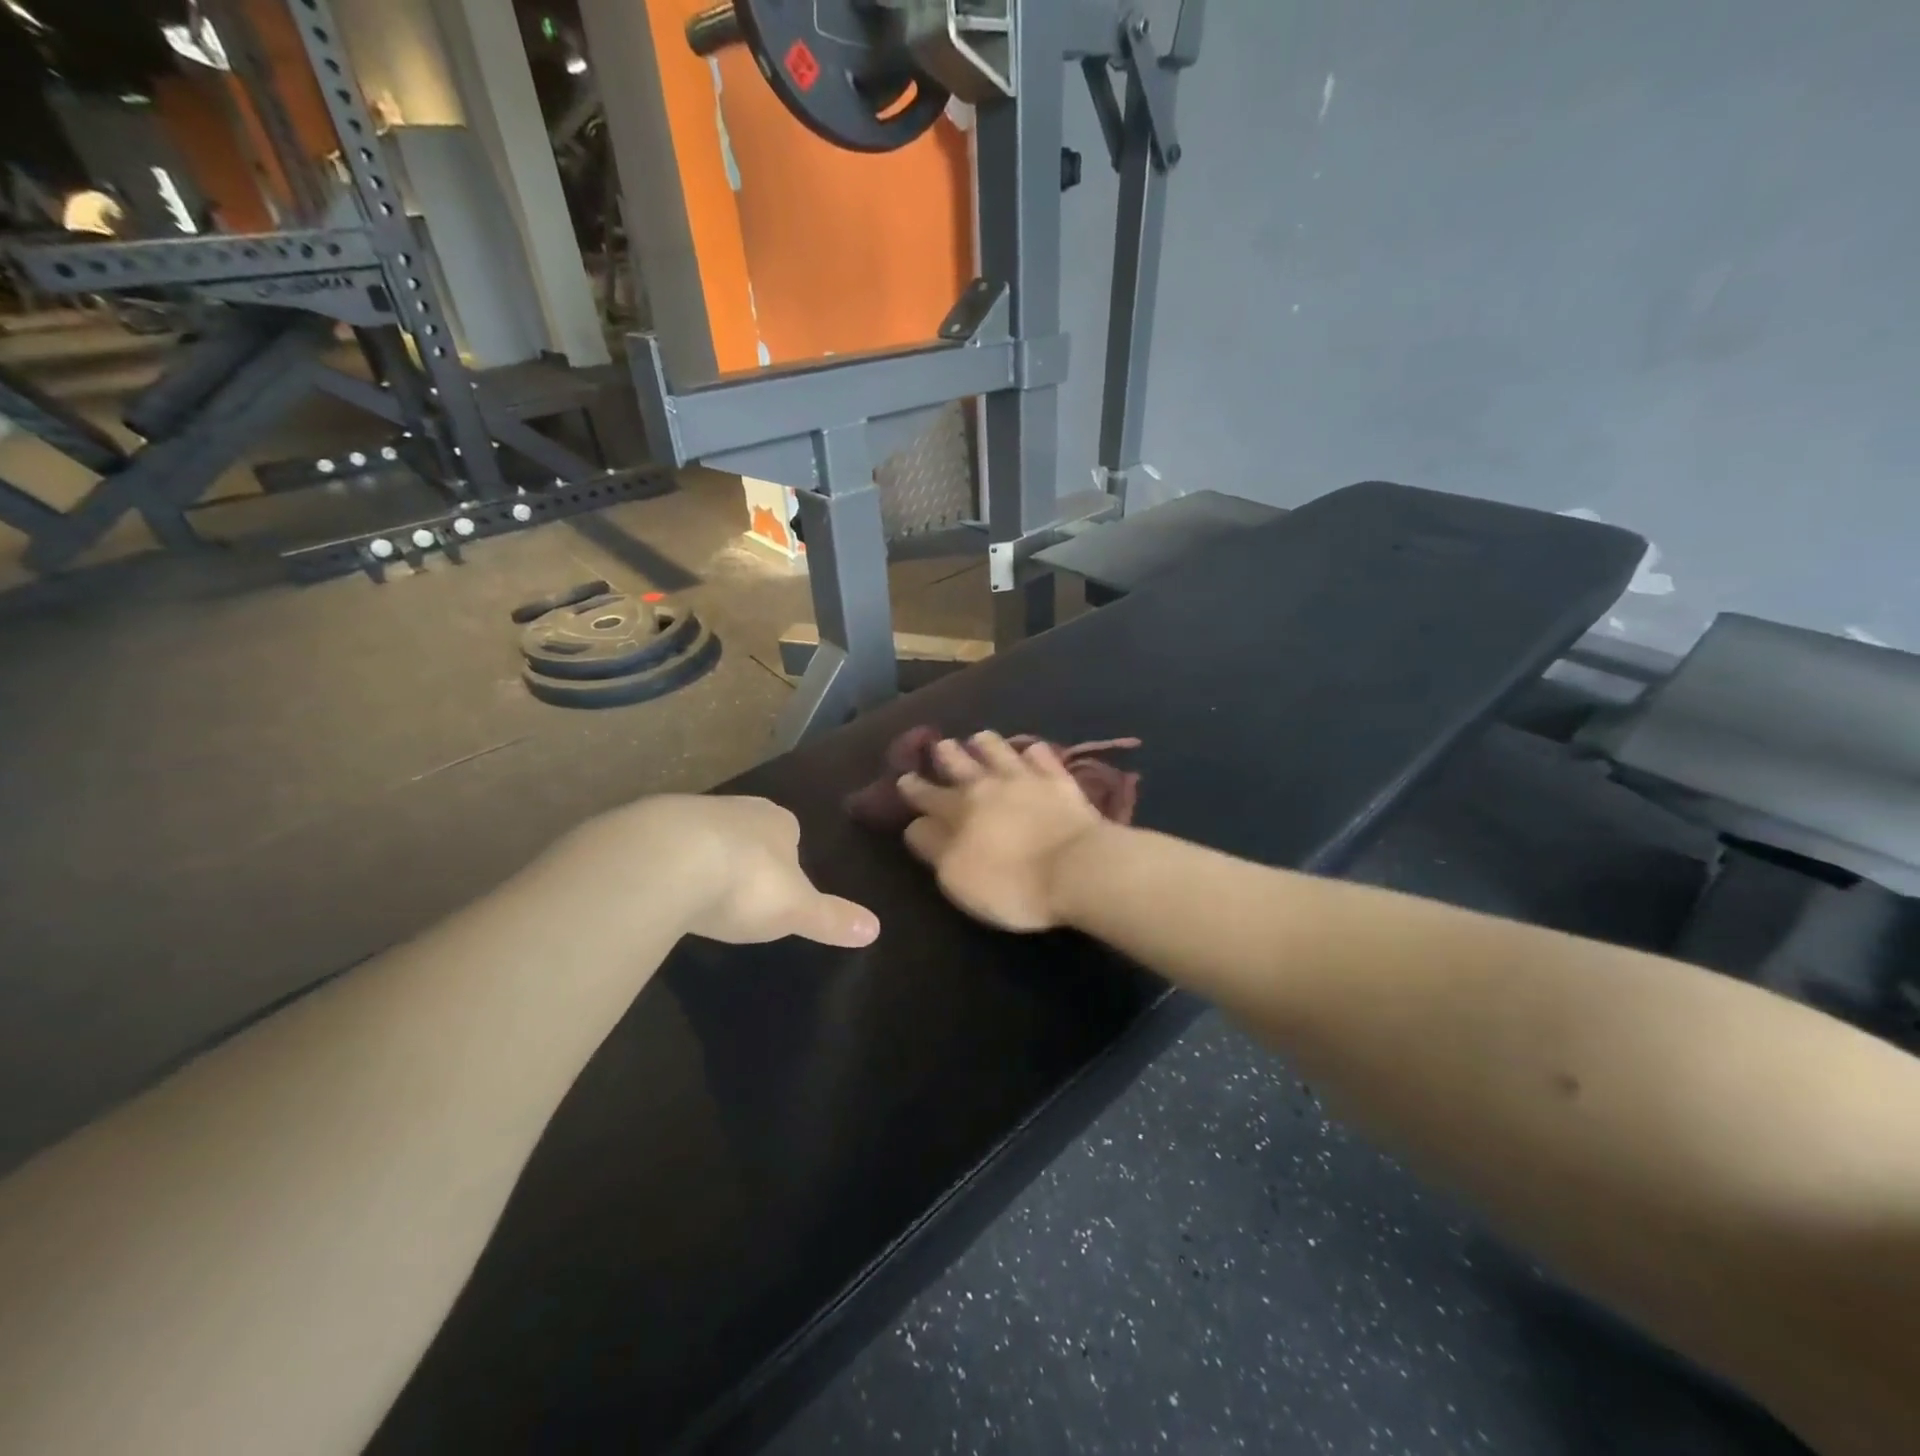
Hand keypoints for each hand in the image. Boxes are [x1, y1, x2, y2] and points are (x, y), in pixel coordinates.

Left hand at [551, 795, 879, 948]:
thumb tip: (876, 929)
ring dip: (702, 856)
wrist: (666, 859)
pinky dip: (664, 863)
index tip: (777, 886)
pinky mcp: (644, 826)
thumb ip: (831, 918)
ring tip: (697, 893)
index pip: (790, 833)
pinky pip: (662, 845)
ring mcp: (688, 812)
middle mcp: (737, 808)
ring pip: (703, 834)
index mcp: (778, 822)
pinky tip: (659, 889)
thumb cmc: (745, 882)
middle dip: (744, 854)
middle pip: (746, 830)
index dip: (786, 858)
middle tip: (738, 891)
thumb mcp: (795, 909)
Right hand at [897, 732, 1108, 931]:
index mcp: (958, 811)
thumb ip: (933, 848)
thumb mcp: (957, 877)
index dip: (913, 789)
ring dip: (986, 744)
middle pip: (961, 765)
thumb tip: (916, 825)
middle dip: (947, 755)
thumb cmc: (1012, 883)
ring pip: (1000, 751)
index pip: (928, 796)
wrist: (1077, 868)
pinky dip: (1033, 752)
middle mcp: (988, 786)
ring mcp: (1026, 779)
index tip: (904, 778)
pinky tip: (1032, 750)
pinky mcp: (1061, 781)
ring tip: (979, 737)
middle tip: (940, 744)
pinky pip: (1043, 758)